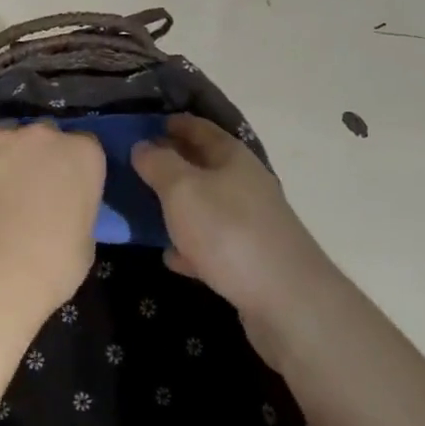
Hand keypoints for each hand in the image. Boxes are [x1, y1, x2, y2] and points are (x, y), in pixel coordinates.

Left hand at [0, 122, 104, 332]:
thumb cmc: (53, 263)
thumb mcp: (85, 242)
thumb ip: (76, 212)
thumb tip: (62, 214)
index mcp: (82, 153)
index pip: (86, 147)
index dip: (77, 168)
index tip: (70, 190)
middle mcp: (42, 135)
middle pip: (45, 135)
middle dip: (41, 156)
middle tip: (35, 191)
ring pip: (6, 140)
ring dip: (7, 159)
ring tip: (0, 195)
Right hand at [132, 116, 331, 353]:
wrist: (288, 302)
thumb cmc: (229, 231)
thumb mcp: (181, 189)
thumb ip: (158, 163)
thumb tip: (142, 145)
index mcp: (232, 156)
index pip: (198, 127)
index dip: (171, 123)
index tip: (143, 125)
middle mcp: (245, 182)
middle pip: (203, 164)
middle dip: (171, 163)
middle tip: (136, 167)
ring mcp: (251, 222)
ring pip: (207, 204)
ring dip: (180, 205)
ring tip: (146, 209)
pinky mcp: (252, 259)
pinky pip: (213, 243)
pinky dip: (192, 245)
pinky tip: (171, 256)